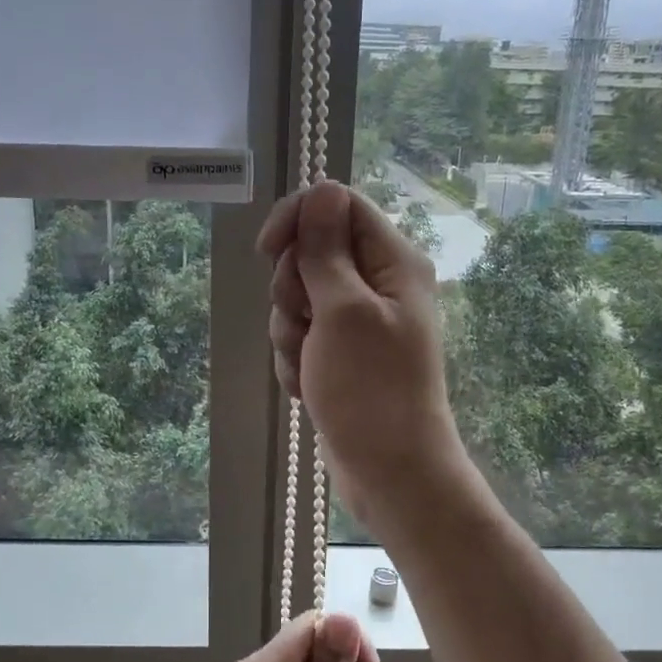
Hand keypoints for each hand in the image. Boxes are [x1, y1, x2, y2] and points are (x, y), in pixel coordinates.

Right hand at [259, 181, 469, 527]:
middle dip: (292, 290)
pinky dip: (296, 359)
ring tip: (310, 366)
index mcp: (393, 261)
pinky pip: (302, 336)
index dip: (298, 220)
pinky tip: (309, 387)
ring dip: (291, 332)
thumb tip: (321, 190)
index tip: (268, 251)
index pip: (337, 205)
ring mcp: (359, 321)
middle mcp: (379, 283)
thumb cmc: (370, 389)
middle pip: (312, 252)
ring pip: (299, 298)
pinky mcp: (342, 353)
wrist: (389, 471)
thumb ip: (327, 250)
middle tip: (306, 323)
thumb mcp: (343, 311)